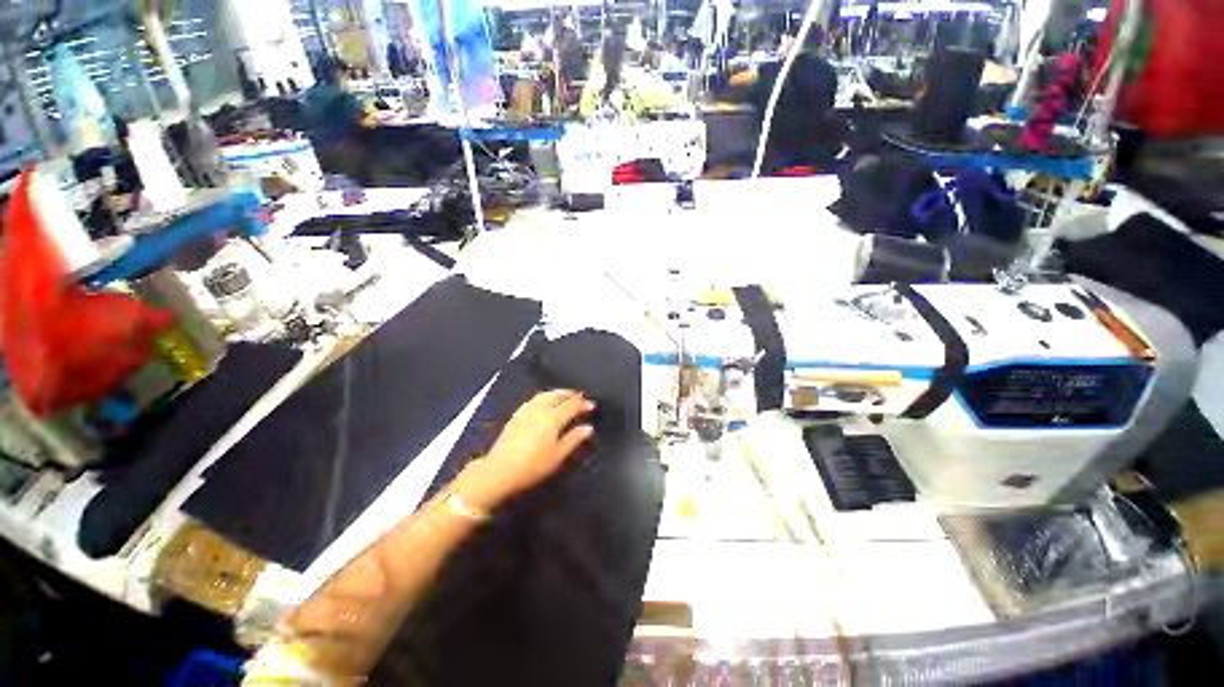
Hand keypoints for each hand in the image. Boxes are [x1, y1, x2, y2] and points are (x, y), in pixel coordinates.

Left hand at [454, 390, 594, 510]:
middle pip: (558, 395)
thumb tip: (588, 427)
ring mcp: (526, 410)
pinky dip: (544, 396)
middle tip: (580, 396)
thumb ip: (574, 439)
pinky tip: (544, 402)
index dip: (583, 404)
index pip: (572, 405)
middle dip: (570, 394)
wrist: (499, 471)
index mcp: (552, 418)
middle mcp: (540, 409)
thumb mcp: (558, 455)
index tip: (592, 405)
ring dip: (557, 392)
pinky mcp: (516, 415)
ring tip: (564, 395)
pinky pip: (534, 399)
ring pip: (545, 394)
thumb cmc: (533, 465)